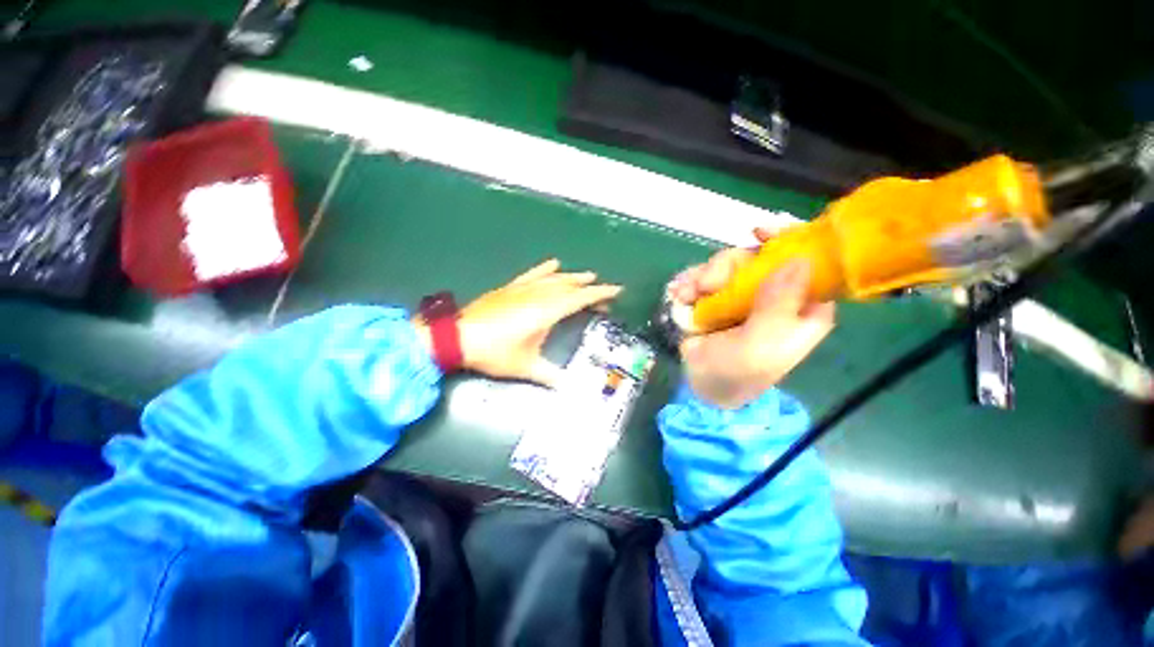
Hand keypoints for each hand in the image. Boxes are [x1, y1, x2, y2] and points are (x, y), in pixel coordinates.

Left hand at [417, 259, 621, 385]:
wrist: (457, 337)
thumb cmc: (494, 352)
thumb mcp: (525, 367)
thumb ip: (550, 376)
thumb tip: (569, 389)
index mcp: (546, 311)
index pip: (580, 298)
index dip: (600, 293)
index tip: (617, 290)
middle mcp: (538, 295)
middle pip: (570, 286)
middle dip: (590, 287)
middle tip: (603, 293)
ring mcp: (523, 288)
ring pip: (554, 278)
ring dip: (573, 276)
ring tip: (587, 276)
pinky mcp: (511, 287)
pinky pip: (533, 274)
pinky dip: (545, 269)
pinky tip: (554, 264)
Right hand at [668, 235, 834, 408]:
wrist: (701, 385)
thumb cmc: (738, 372)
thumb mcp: (760, 345)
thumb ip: (777, 306)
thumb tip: (798, 259)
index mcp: (801, 307)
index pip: (809, 263)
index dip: (788, 241)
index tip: (759, 232)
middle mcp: (774, 294)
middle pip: (757, 258)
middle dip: (727, 268)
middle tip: (707, 285)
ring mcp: (742, 294)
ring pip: (726, 264)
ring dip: (701, 278)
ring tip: (685, 296)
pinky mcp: (716, 296)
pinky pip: (704, 276)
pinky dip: (689, 282)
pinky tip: (678, 295)